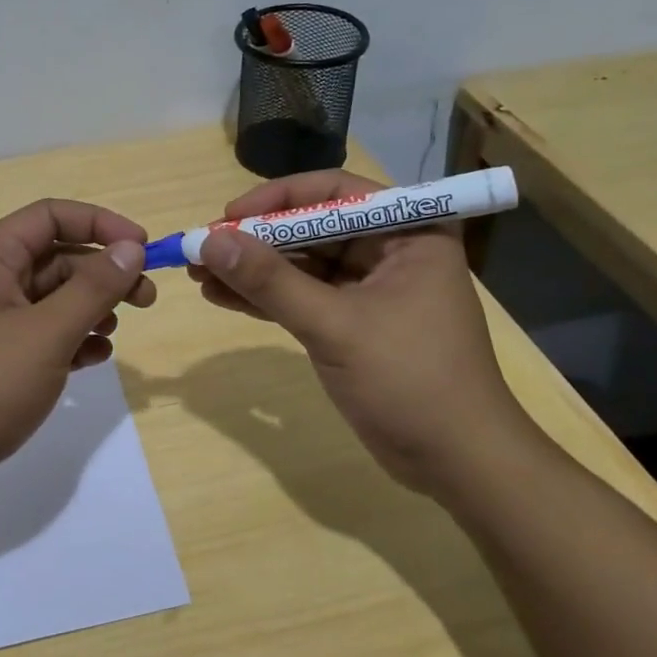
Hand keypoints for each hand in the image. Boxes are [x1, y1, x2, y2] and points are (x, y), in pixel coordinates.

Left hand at [0, 199, 154, 519]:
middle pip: (56, 258)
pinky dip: (71, 341)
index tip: (144, 248)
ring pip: (51, 300)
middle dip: (103, 272)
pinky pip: (41, 337)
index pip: (51, 216)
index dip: (101, 224)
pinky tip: (94, 359)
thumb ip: (93, 288)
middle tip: (146, 299)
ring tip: (114, 332)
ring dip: (90, 308)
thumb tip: (131, 247)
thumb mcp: (45, 334)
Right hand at [189, 170, 532, 491]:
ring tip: (199, 276)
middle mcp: (390, 251)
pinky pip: (302, 298)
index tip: (227, 218)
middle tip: (202, 251)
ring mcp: (370, 289)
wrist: (457, 463)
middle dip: (255, 241)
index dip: (276, 199)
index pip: (334, 193)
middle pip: (311, 228)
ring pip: (301, 266)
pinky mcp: (353, 323)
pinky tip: (222, 298)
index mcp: (408, 233)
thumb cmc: (411, 381)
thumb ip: (271, 282)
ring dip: (253, 271)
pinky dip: (265, 299)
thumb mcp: (336, 326)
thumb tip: (208, 243)